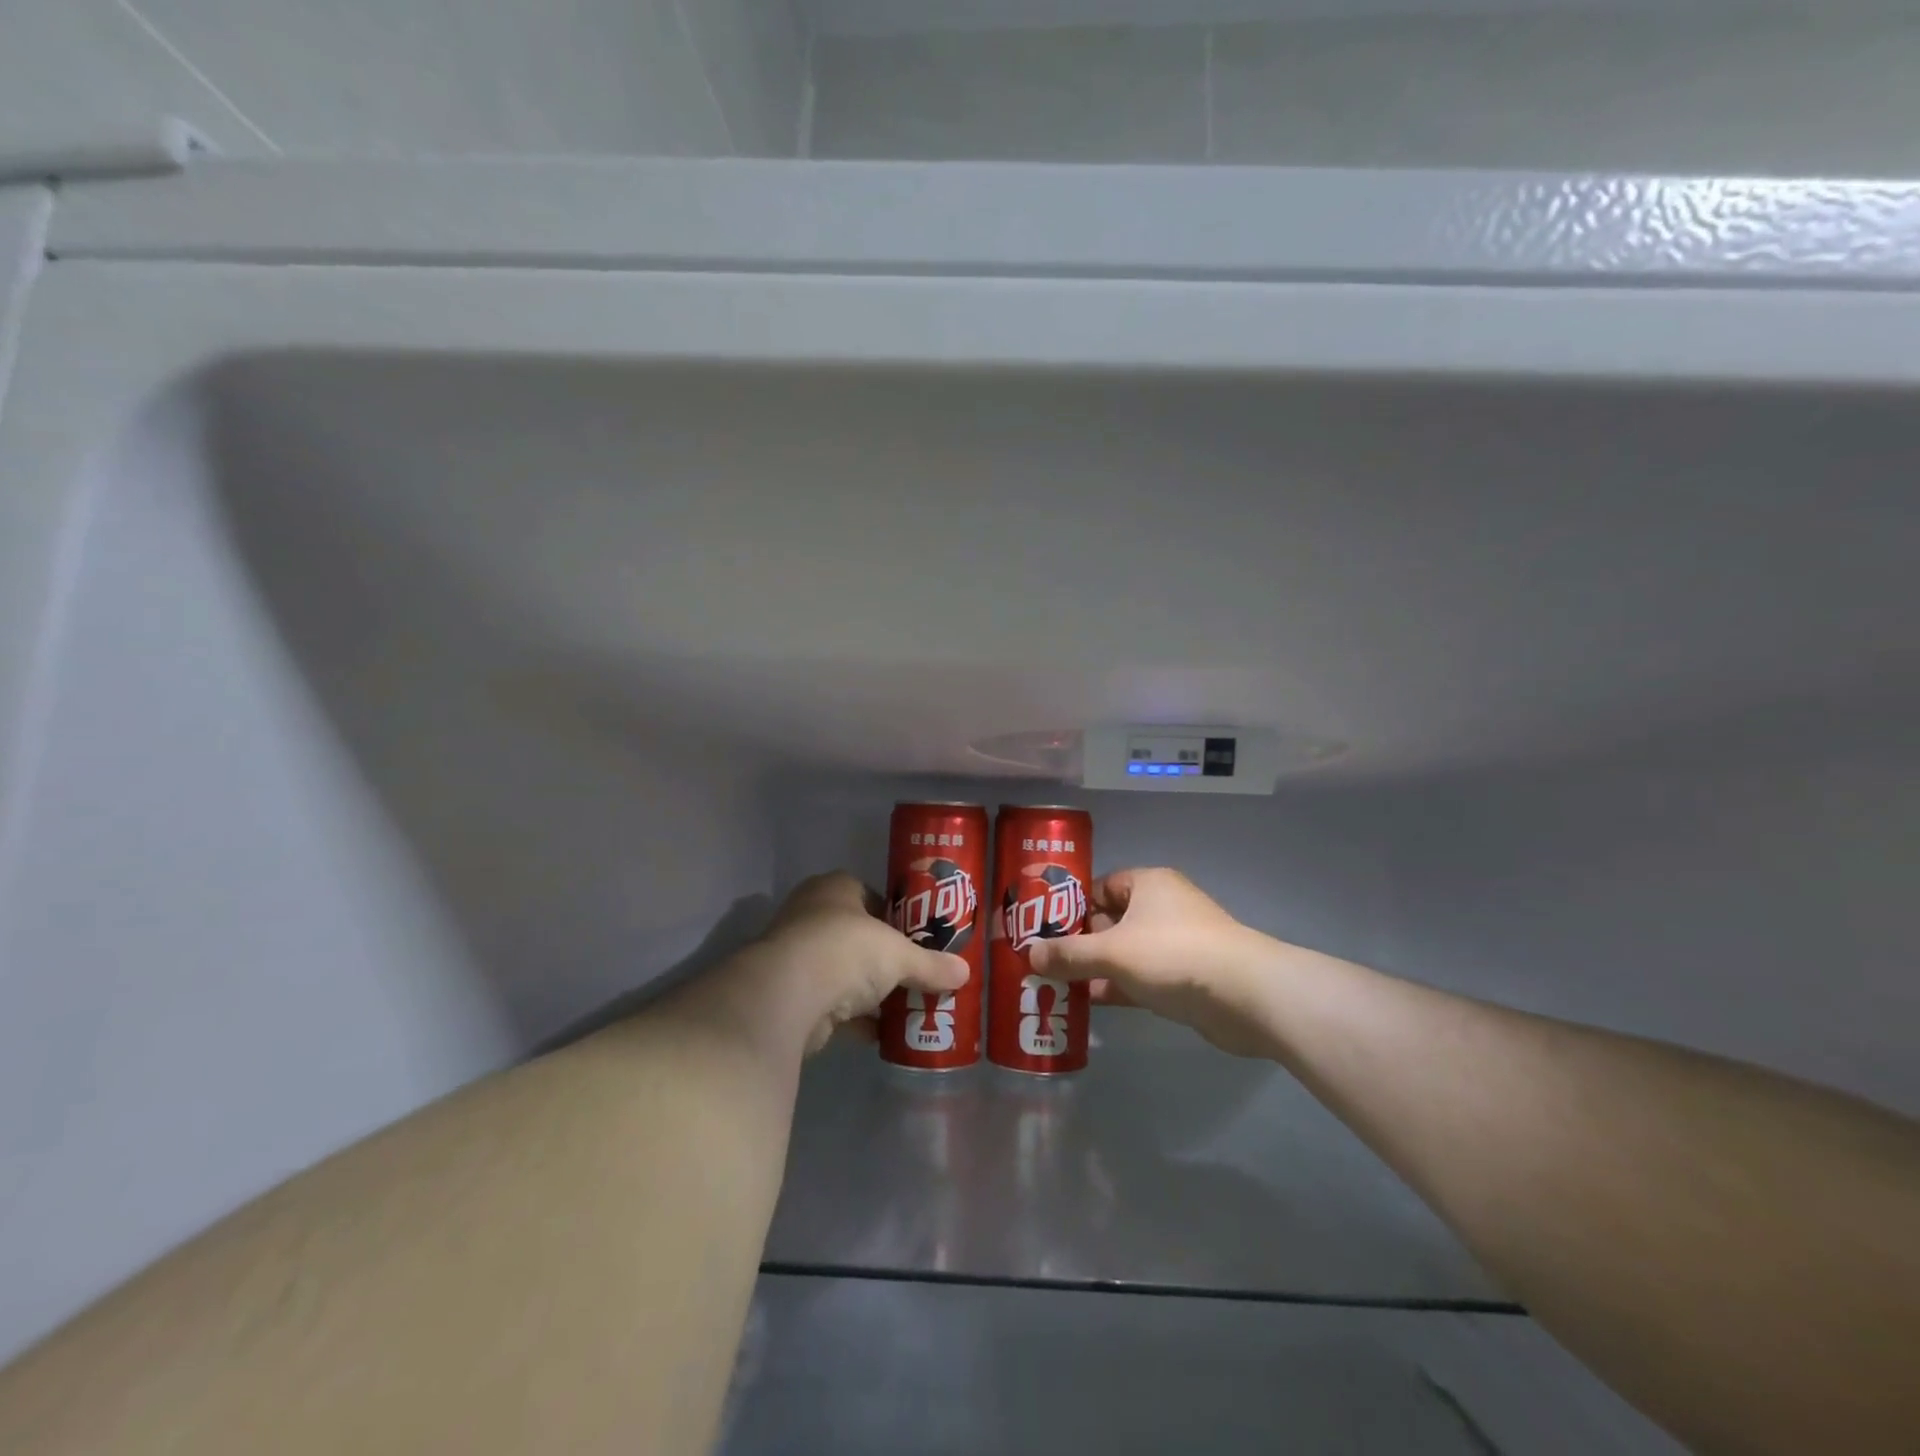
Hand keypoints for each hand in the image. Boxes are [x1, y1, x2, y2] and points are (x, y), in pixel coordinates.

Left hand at [725, 873, 968, 1057]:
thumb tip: (964, 973)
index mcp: (836, 888)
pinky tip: (881, 1034)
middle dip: (885, 959)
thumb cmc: (846, 950)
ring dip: (870, 991)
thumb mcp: (898, 954)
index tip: (920, 941)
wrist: (787, 994)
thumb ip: (930, 965)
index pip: (872, 897)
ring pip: (844, 972)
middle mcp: (812, 915)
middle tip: (917, 976)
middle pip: (859, 936)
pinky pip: (832, 1005)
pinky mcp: (792, 994)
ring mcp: (798, 955)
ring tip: (907, 1007)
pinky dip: (855, 1019)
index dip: (898, 918)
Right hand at [1027, 868, 1270, 1056]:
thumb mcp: (1112, 952)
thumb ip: (1069, 954)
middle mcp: (1163, 908)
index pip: (1101, 886)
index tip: (1043, 927)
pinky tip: (1089, 1004)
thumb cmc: (1173, 955)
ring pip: (1126, 952)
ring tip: (1057, 985)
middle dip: (1079, 941)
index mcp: (1148, 885)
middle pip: (1111, 920)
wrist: (1245, 995)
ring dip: (1096, 968)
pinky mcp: (1186, 978)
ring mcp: (1177, 944)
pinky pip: (1142, 978)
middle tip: (1044, 961)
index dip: (1071, 905)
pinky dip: (1118, 988)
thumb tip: (1029, 955)